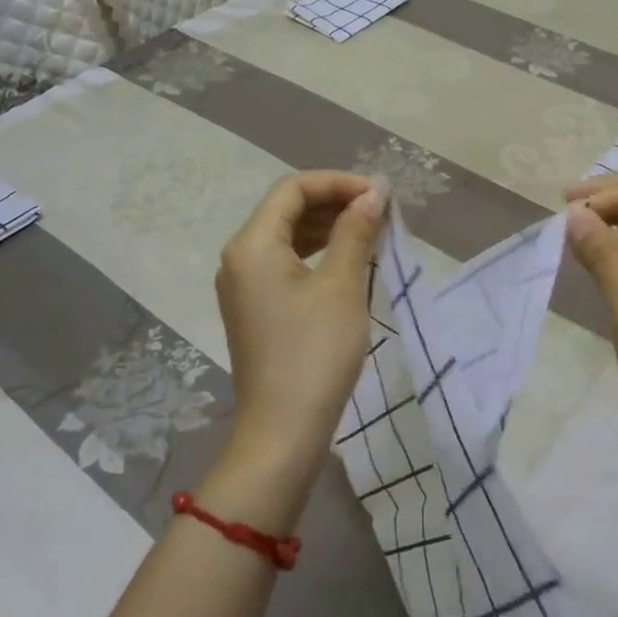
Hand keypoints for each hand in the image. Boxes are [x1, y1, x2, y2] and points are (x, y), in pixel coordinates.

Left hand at [214, 172, 385, 490]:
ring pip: (286, 235)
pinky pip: (284, 262)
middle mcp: (239, 257)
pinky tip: (346, 259)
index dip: (337, 182)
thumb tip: (373, 194)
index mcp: (252, 244)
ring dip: (326, 226)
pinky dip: (315, 252)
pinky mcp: (254, 308)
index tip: (377, 194)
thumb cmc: (314, 352)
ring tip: (369, 230)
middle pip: (286, 208)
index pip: (293, 189)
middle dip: (333, 201)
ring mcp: (243, 285)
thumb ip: (355, 231)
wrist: (282, 434)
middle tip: (378, 210)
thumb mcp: (342, 285)